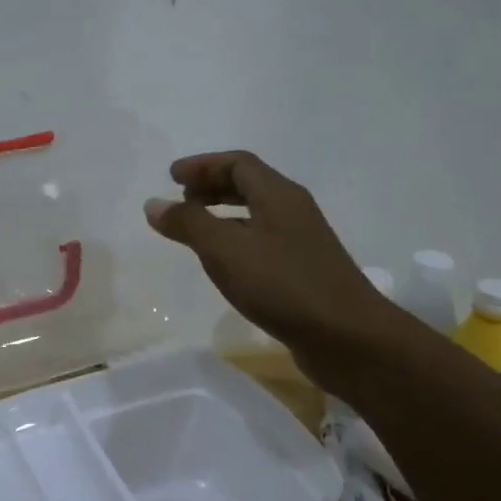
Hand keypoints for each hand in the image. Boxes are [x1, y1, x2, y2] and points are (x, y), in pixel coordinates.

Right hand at [144, 150, 401, 390]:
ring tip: (194, 229)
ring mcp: (301, 242)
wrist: (347, 337)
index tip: (171, 176)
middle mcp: (293, 211)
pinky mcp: (302, 271)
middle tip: (181, 197)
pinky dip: (235, 240)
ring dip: (222, 214)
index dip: (203, 165)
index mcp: (278, 195)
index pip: (238, 163)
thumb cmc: (283, 285)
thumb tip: (154, 204)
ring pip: (255, 215)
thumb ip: (188, 223)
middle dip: (212, 186)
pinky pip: (261, 241)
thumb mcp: (225, 250)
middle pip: (249, 184)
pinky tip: (223, 263)